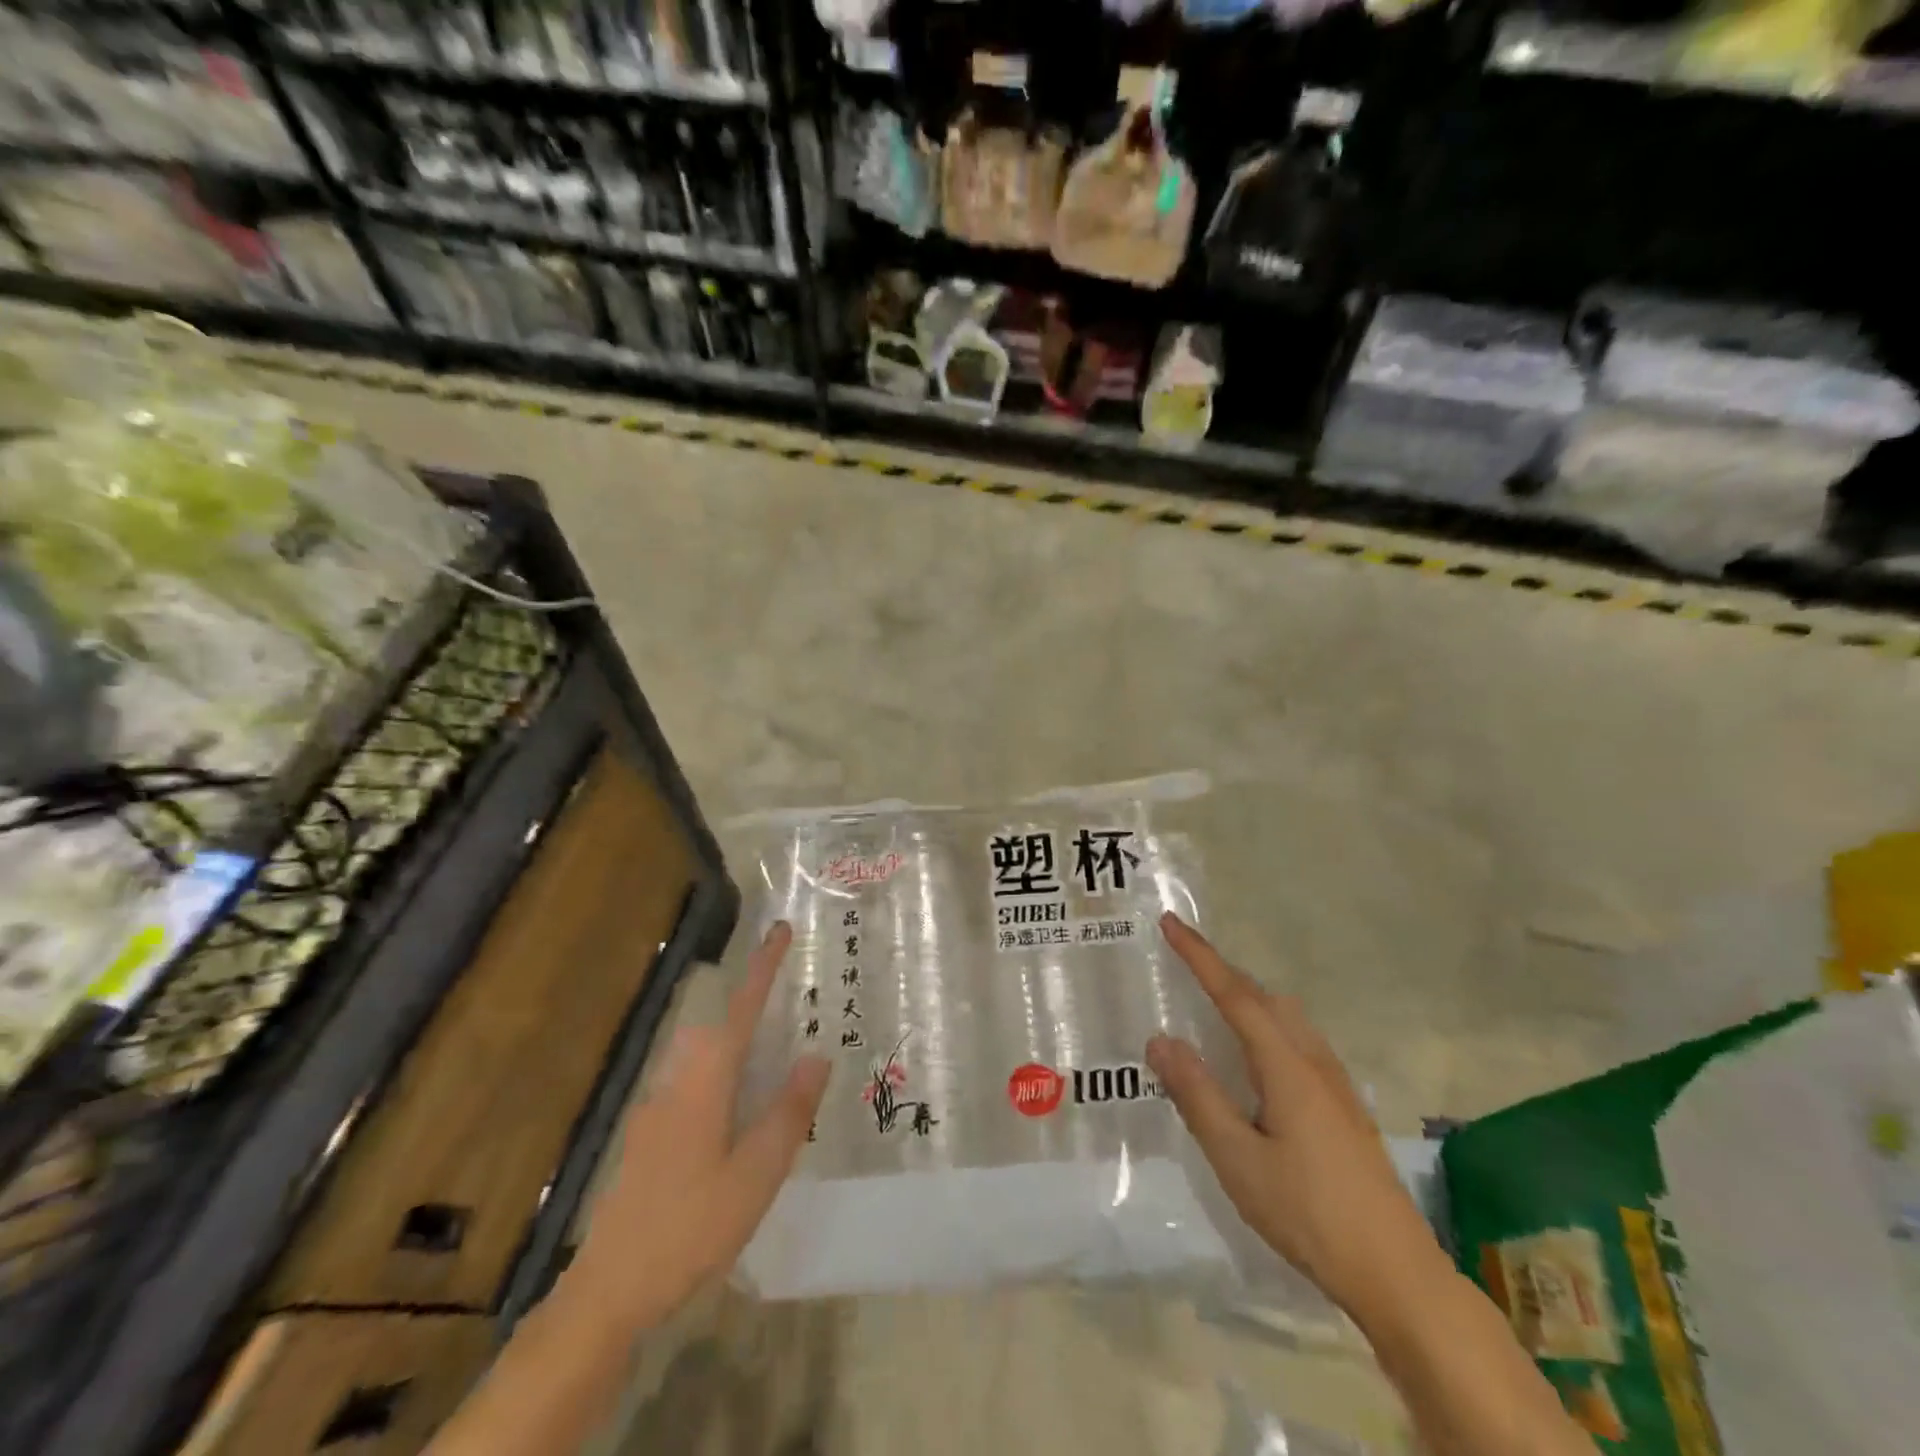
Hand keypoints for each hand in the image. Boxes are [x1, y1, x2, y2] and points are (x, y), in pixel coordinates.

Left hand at [568, 921, 829, 1331]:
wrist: (607, 1291)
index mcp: (706, 1083)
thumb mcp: (756, 1173)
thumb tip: (816, 1054)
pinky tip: (736, 1126)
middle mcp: (678, 1084)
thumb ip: (788, 1110)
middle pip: (719, 1030)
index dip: (763, 967)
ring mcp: (657, 1112)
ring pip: (704, 1061)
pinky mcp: (648, 1140)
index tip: (780, 928)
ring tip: (773, 1073)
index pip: (741, 1009)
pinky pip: (693, 1089)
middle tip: (790, 1015)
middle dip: (751, 1009)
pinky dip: (722, 1084)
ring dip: (737, 1050)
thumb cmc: (689, 1227)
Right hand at [1145, 913, 1449, 1328]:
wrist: (1397, 1273)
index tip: (1170, 923)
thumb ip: (1197, 1094)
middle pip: (1263, 997)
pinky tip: (1257, 1057)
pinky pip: (1298, 1040)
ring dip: (1247, 996)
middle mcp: (1313, 1061)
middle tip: (1183, 959)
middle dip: (1222, 971)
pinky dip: (1267, 1024)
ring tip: (1213, 1000)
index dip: (1199, 957)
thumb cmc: (1308, 1213)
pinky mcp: (1345, 1107)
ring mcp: (1336, 1084)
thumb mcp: (1237, 1158)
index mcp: (1286, 1065)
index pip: (1234, 995)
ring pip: (1286, 1017)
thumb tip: (1160, 1039)